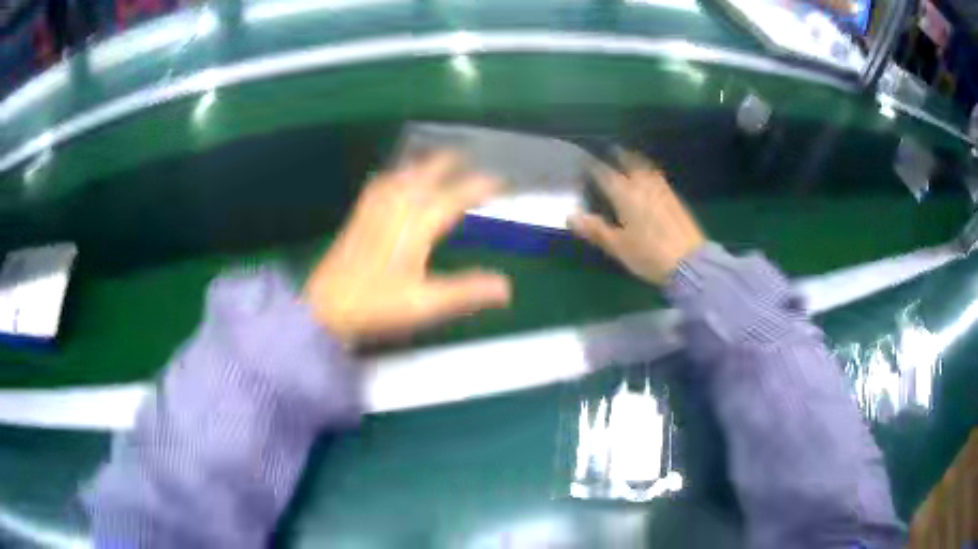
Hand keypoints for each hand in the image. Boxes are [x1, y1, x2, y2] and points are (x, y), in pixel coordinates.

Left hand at [305, 151, 511, 343]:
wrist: (323, 305)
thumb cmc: (375, 305)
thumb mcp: (425, 304)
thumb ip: (466, 292)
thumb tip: (506, 288)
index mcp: (416, 225)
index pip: (456, 196)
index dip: (480, 186)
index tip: (500, 181)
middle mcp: (397, 207)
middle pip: (427, 173)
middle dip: (450, 162)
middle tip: (470, 158)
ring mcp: (375, 208)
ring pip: (404, 173)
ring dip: (425, 163)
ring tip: (439, 160)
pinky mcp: (360, 214)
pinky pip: (384, 182)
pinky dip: (399, 173)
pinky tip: (398, 177)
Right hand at [568, 151, 705, 285]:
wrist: (690, 263)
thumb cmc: (649, 255)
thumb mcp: (618, 247)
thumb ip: (595, 229)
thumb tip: (570, 215)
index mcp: (625, 195)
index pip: (605, 174)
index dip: (594, 167)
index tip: (585, 162)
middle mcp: (643, 186)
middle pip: (630, 164)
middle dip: (619, 156)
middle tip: (611, 151)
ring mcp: (662, 191)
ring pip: (647, 168)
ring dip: (636, 161)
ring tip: (630, 159)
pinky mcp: (676, 199)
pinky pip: (659, 178)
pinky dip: (651, 172)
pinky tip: (651, 179)